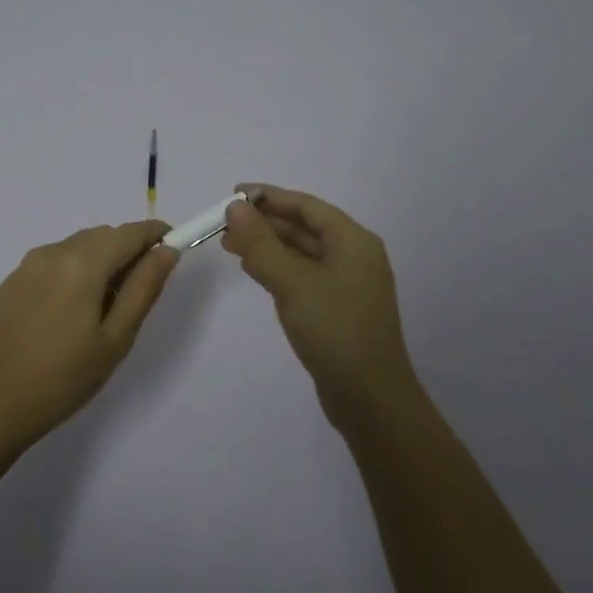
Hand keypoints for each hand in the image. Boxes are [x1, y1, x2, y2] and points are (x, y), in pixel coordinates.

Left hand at [0, 220, 179, 443]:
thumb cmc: (66, 377)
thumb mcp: (116, 337)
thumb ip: (144, 287)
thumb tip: (166, 250)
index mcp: (81, 263)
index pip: (128, 233)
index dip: (155, 235)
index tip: (172, 248)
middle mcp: (52, 252)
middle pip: (102, 236)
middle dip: (127, 250)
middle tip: (138, 291)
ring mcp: (27, 265)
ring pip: (78, 246)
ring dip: (100, 260)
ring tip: (104, 306)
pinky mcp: (12, 281)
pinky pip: (54, 261)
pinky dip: (74, 270)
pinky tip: (71, 310)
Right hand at [221, 185, 419, 430]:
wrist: (370, 398)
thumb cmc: (334, 330)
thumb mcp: (292, 282)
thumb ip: (261, 243)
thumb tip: (234, 207)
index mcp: (353, 241)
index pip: (306, 205)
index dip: (269, 197)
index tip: (232, 195)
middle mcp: (353, 256)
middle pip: (304, 227)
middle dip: (264, 223)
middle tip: (223, 223)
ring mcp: (346, 284)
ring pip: (301, 252)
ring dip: (267, 245)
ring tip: (229, 244)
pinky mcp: (336, 308)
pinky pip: (303, 275)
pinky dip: (277, 268)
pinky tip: (253, 269)